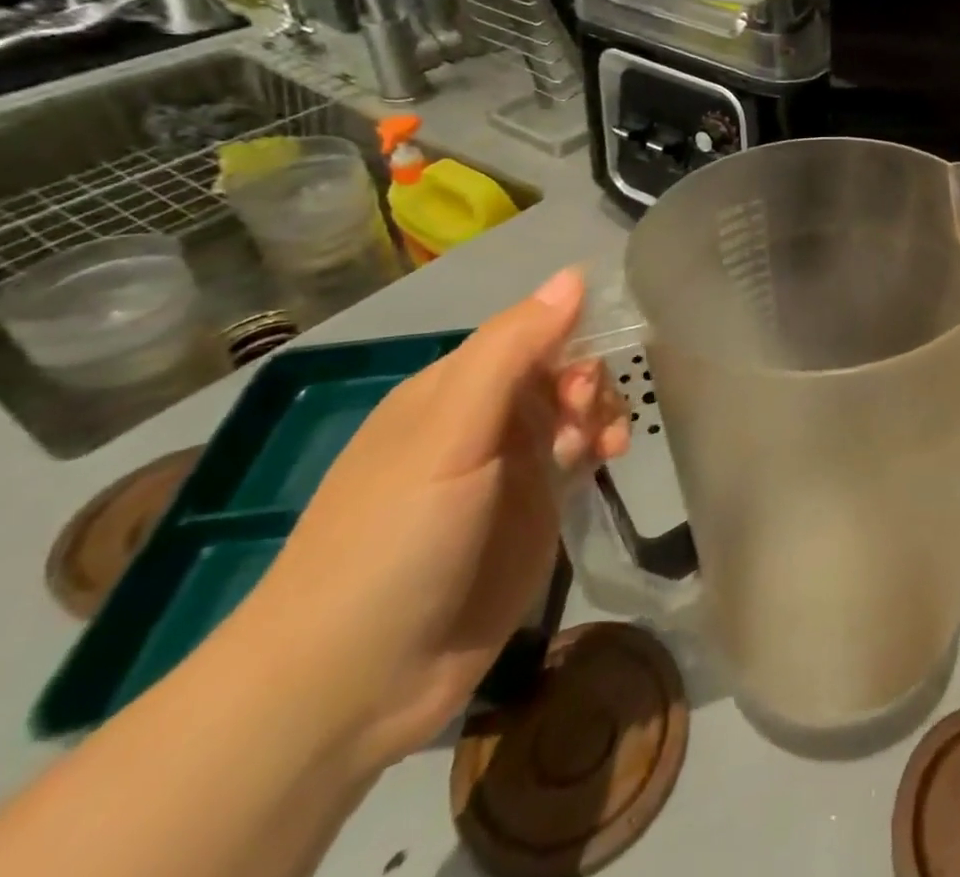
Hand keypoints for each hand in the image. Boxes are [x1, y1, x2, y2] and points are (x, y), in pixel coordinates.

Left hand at [225, 268, 629, 772]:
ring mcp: (510, 468)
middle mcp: (484, 420)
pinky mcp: (533, 512)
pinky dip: (600, 446)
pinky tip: (609, 460)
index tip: (590, 369)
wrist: (351, 685)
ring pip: (575, 409)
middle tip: (584, 420)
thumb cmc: (393, 539)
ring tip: (605, 446)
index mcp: (452, 389)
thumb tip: (574, 275)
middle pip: (559, 368)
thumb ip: (513, 350)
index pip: (529, 331)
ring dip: (600, 412)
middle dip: (587, 380)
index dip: (571, 335)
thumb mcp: (450, 433)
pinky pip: (579, 455)